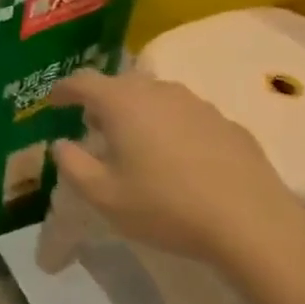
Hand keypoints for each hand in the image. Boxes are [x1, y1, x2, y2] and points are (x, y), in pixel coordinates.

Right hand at [50, 69, 304, 268]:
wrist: (252, 222)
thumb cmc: (166, 206)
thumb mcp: (105, 196)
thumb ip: (73, 165)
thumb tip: (61, 144)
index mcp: (122, 102)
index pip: (82, 81)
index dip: (63, 89)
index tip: (52, 102)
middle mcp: (158, 91)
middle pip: (120, 84)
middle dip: (101, 101)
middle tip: (92, 126)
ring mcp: (196, 103)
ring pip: (155, 97)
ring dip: (137, 112)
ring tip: (134, 141)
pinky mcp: (225, 122)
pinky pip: (185, 115)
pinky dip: (170, 126)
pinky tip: (177, 157)